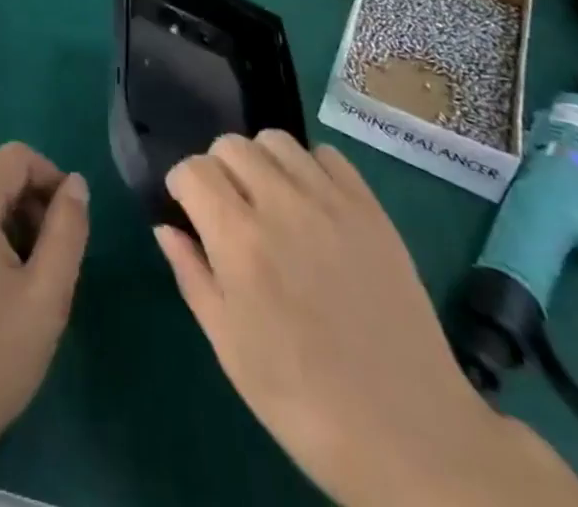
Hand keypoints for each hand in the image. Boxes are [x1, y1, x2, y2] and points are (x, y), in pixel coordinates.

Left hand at [0, 142, 89, 466]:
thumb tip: (76, 184)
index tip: (70, 223)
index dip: (51, 178)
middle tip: (54, 261)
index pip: (16, 157)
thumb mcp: (47, 293)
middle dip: (35, 206)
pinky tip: (3, 292)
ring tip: (31, 282)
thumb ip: (68, 229)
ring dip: (17, 227)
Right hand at [158, 134, 577, 506]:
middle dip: (218, 168)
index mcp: (239, 241)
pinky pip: (327, 156)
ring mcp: (330, 203)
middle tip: (229, 208)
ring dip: (261, 161)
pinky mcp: (370, 209)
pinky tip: (312, 205)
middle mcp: (281, 206)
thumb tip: (167, 227)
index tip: (189, 210)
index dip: (183, 186)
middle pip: (230, 145)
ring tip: (269, 200)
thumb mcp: (230, 349)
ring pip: (276, 140)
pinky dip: (309, 168)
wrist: (411, 437)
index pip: (193, 170)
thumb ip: (192, 276)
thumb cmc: (304, 402)